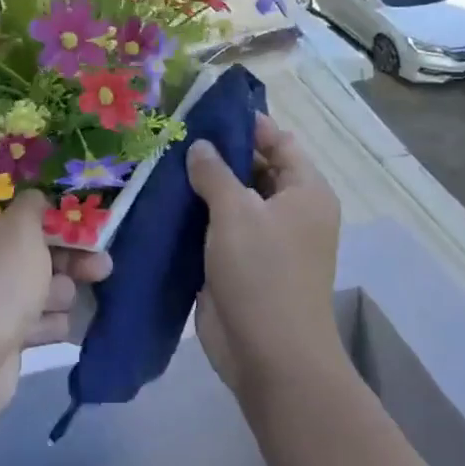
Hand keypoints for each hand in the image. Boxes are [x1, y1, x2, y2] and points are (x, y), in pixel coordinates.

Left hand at [0, 191, 112, 414]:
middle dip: (69, 256)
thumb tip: (35, 200)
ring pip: (38, 284)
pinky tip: (53, 327)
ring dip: (59, 291)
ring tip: (61, 301)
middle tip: (102, 263)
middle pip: (31, 247)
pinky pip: (34, 318)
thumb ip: (35, 205)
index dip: (46, 209)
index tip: (79, 215)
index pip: (11, 206)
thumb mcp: (20, 229)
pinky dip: (46, 322)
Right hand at [186, 115, 341, 398]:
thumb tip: (201, 147)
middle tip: (173, 135)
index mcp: (305, 192)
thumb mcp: (237, 213)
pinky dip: (196, 218)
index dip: (248, 125)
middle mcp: (289, 212)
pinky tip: (162, 202)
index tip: (206, 111)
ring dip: (202, 188)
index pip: (280, 142)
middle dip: (219, 155)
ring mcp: (264, 241)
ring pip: (233, 202)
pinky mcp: (239, 266)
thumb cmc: (263, 274)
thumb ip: (216, 174)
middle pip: (255, 170)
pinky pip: (218, 231)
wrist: (269, 354)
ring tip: (159, 162)